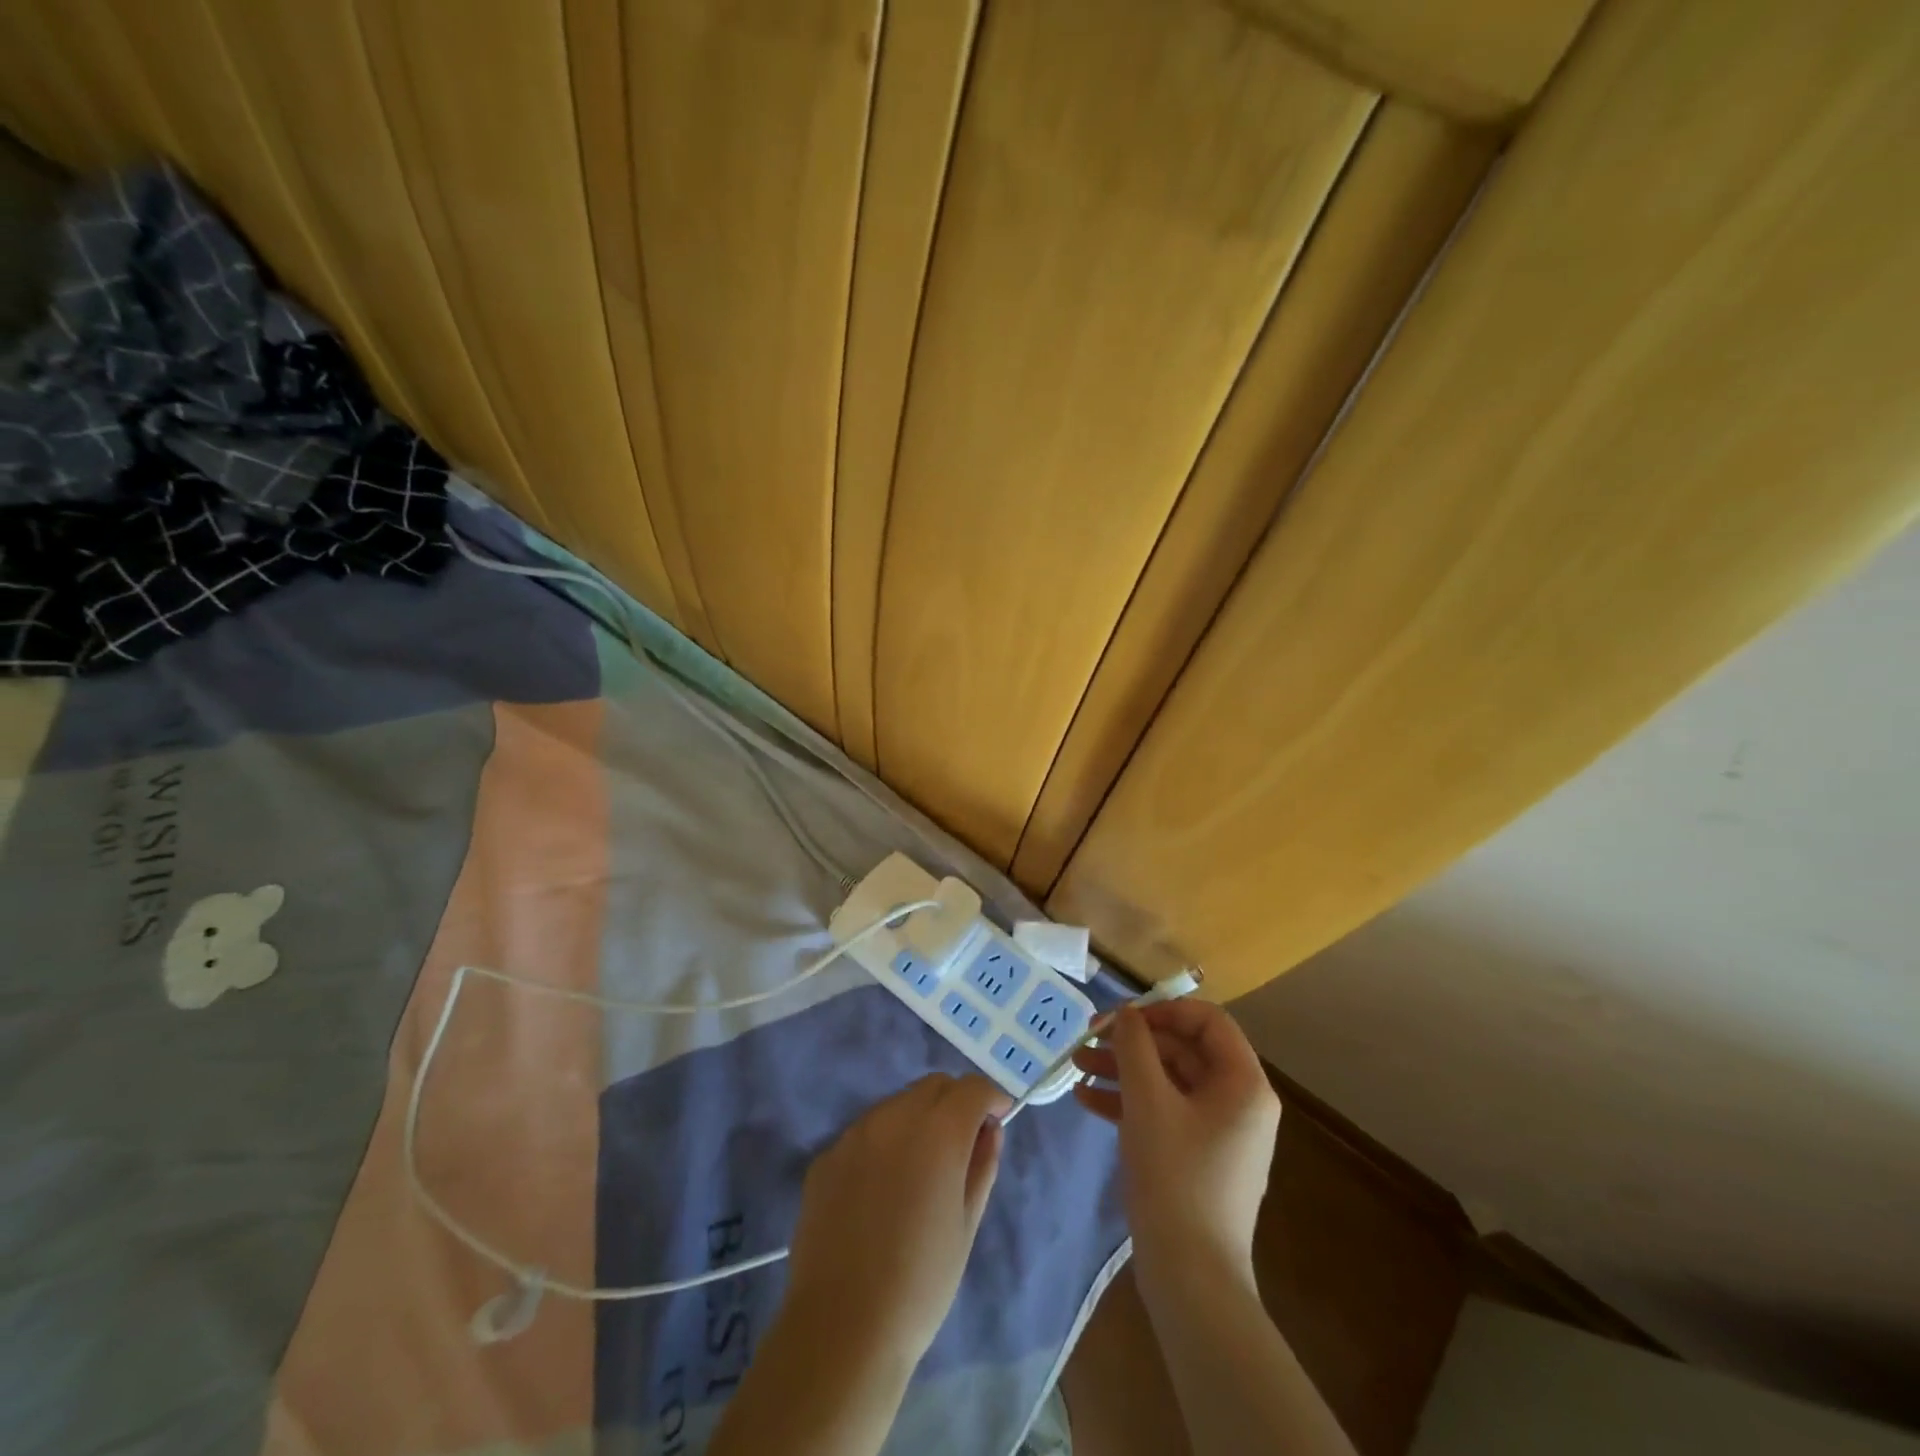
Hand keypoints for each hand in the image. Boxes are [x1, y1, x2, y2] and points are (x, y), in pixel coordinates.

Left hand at [783, 1073, 1010, 1365]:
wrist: (842, 1326)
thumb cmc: (921, 1282)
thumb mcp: (967, 1225)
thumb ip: (982, 1165)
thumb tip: (989, 1129)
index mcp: (937, 1131)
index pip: (972, 1088)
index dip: (990, 1097)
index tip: (998, 1117)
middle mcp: (894, 1116)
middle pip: (933, 1086)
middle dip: (955, 1102)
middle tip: (962, 1142)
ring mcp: (854, 1133)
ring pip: (897, 1104)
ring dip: (917, 1119)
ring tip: (920, 1168)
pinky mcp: (826, 1156)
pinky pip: (865, 1133)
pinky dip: (883, 1143)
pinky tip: (880, 1190)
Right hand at [1073, 1001, 1279, 1281]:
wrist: (1191, 1278)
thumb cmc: (1175, 1176)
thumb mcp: (1148, 1101)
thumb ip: (1135, 1047)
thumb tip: (1126, 1014)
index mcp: (1243, 1083)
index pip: (1206, 1020)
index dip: (1162, 1010)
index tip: (1121, 1018)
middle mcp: (1238, 1102)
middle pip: (1183, 1050)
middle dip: (1131, 1043)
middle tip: (1087, 1039)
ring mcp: (1219, 1132)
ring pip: (1168, 1081)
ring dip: (1123, 1071)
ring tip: (1076, 1067)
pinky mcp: (1199, 1158)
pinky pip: (1165, 1113)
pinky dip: (1129, 1103)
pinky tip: (1087, 1102)